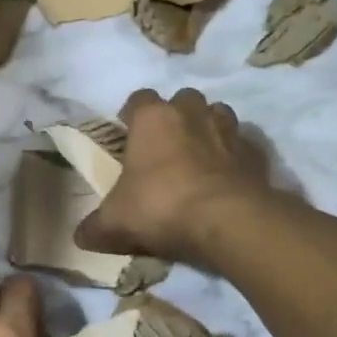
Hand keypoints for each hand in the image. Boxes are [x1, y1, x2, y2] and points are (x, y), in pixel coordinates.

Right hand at [74, 89, 273, 266]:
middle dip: (176, 116)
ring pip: (218, 114)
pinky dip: (235, 156)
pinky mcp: (256, 153)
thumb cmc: (162, 207)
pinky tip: (227, 177)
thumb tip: (80, 237)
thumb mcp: (115, 224)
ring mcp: (228, 130)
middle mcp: (191, 114)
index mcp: (153, 118)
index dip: (133, 114)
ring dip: (208, 128)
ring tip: (199, 156)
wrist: (228, 222)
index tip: (129, 133)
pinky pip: (243, 145)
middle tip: (166, 145)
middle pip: (183, 100)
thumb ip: (94, 228)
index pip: (139, 98)